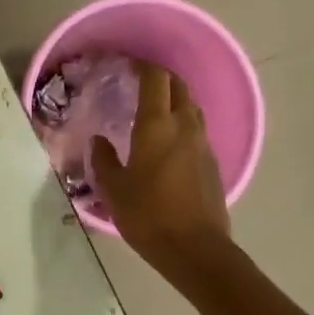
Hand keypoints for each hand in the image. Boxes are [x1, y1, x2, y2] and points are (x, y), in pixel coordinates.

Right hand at [91, 61, 230, 277]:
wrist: (195, 249)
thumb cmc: (148, 215)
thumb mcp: (114, 189)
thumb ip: (104, 160)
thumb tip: (100, 141)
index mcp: (157, 125)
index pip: (155, 78)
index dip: (143, 66)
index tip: (128, 65)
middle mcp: (184, 126)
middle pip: (179, 86)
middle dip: (161, 78)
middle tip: (141, 83)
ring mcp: (203, 144)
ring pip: (192, 108)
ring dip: (176, 100)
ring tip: (156, 110)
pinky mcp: (213, 163)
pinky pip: (197, 131)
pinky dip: (184, 124)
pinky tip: (170, 142)